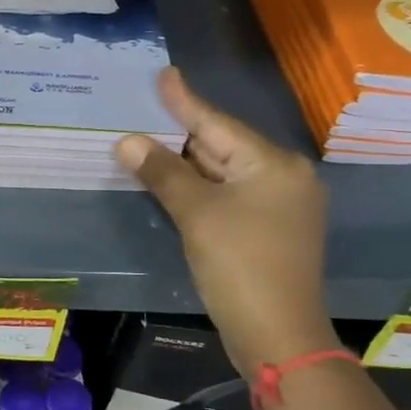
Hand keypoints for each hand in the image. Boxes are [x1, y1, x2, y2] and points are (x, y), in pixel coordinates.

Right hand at [116, 68, 334, 372]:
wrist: (278, 336)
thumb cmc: (240, 265)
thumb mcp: (197, 214)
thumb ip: (162, 172)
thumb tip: (127, 141)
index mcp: (273, 164)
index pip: (217, 124)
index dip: (184, 101)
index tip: (163, 73)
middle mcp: (283, 177)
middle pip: (222, 145)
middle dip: (180, 133)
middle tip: (143, 109)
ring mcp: (278, 206)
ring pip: (223, 172)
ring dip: (185, 162)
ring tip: (147, 139)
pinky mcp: (267, 230)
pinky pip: (227, 195)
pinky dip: (198, 187)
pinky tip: (170, 180)